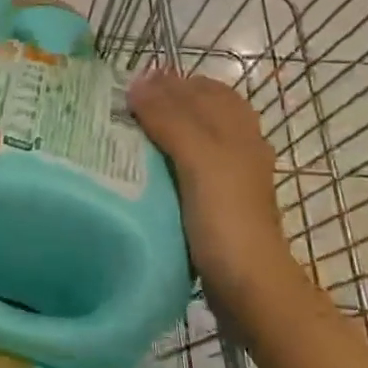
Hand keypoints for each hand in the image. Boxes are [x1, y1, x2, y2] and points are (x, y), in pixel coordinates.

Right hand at [128, 68, 299, 305]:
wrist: (248, 286)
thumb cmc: (225, 216)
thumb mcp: (198, 157)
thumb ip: (170, 118)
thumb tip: (138, 81)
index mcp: (237, 128)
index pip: (201, 87)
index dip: (167, 81)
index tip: (125, 86)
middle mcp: (236, 146)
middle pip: (197, 112)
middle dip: (161, 104)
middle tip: (118, 110)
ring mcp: (227, 178)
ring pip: (191, 140)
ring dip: (161, 133)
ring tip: (123, 137)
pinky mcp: (215, 205)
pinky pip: (185, 169)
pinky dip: (163, 162)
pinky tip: (140, 173)